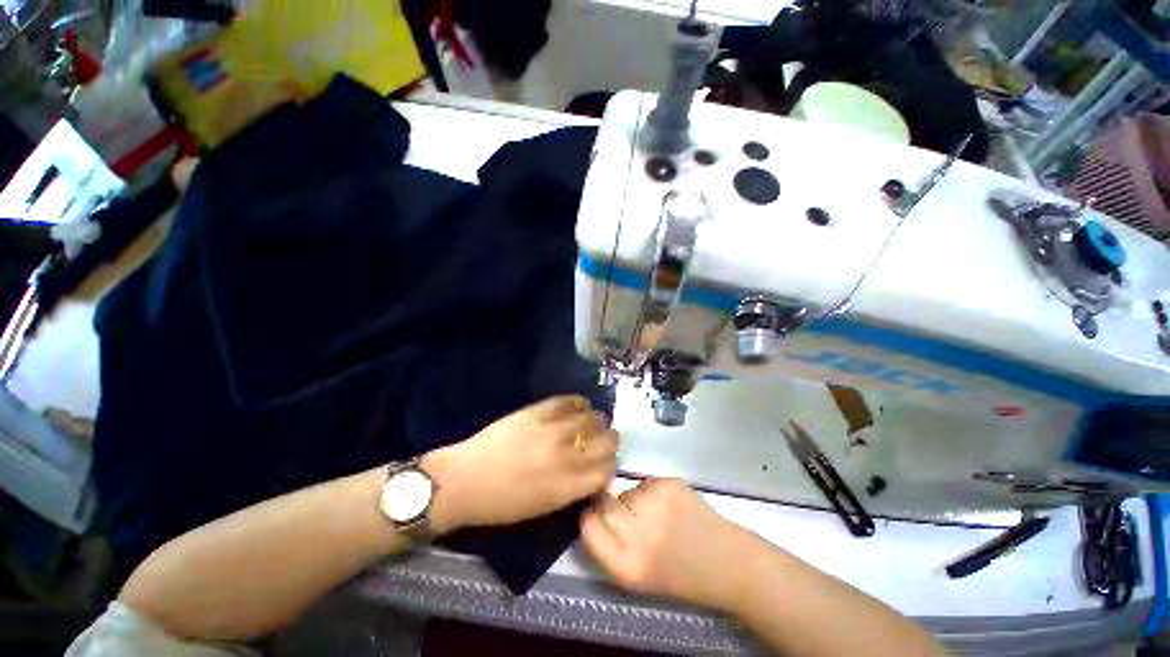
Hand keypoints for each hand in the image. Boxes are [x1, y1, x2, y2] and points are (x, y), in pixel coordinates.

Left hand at [423, 396, 617, 533]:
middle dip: (610, 440)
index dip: (612, 464)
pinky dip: (579, 402)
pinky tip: (580, 406)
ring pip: (591, 417)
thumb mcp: (544, 507)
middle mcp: (565, 456)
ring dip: (597, 420)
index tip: (607, 460)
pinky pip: (568, 401)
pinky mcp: (536, 411)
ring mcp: (551, 430)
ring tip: (593, 421)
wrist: (464, 481)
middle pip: (606, 441)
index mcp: (567, 487)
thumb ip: (574, 488)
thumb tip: (594, 471)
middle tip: (605, 438)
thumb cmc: (501, 504)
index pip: (607, 470)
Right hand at [581, 478, 757, 611]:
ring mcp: (656, 505)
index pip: (587, 527)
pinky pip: (646, 482)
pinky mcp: (670, 485)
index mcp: (627, 566)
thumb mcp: (635, 577)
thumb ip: (608, 546)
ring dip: (634, 499)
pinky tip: (669, 505)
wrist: (726, 563)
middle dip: (611, 506)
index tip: (598, 519)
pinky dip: (652, 491)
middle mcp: (638, 534)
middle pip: (604, 502)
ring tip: (655, 515)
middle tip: (631, 517)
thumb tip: (592, 510)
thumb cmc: (679, 576)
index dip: (591, 519)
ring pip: (626, 490)